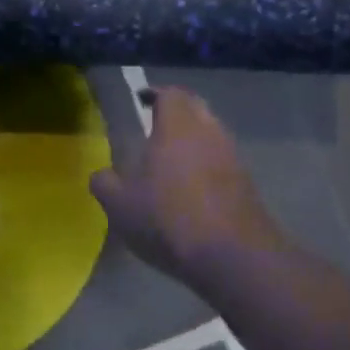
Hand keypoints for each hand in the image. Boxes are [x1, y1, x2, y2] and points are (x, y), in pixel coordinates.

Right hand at [90, 88, 286, 287]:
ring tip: (170, 161)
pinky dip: (206, 166)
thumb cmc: (168, 218)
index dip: (155, 94)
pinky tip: (191, 190)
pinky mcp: (247, 184)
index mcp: (178, 125)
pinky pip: (222, 162)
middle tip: (154, 127)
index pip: (170, 93)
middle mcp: (210, 131)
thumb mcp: (120, 205)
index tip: (141, 100)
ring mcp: (233, 157)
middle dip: (176, 113)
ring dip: (193, 140)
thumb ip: (105, 183)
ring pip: (211, 135)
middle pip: (195, 108)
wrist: (233, 256)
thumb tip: (102, 175)